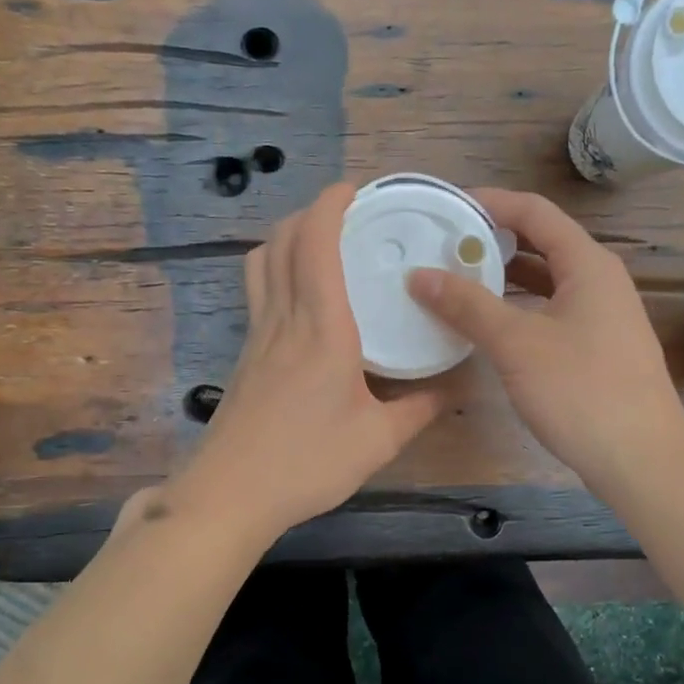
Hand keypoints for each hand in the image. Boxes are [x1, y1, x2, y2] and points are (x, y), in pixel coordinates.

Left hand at [174, 182, 446, 541]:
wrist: (230, 494)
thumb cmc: (307, 463)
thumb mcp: (378, 441)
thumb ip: (419, 409)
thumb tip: (452, 388)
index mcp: (322, 329)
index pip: (316, 245)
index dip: (329, 206)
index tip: (352, 188)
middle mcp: (284, 320)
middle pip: (282, 243)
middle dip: (309, 213)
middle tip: (345, 212)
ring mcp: (257, 336)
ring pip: (262, 264)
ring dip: (286, 238)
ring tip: (319, 242)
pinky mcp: (245, 356)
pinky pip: (258, 292)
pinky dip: (277, 270)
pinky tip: (301, 295)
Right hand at [408, 188, 683, 494]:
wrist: (640, 459)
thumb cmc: (580, 391)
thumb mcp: (517, 344)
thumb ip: (467, 305)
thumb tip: (419, 275)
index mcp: (588, 264)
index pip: (535, 212)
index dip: (491, 202)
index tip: (446, 206)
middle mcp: (600, 280)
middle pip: (541, 243)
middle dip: (493, 240)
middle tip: (444, 245)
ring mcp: (602, 316)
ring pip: (546, 281)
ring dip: (504, 277)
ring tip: (456, 280)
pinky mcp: (597, 348)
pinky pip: (551, 310)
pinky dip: (519, 308)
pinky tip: (488, 325)